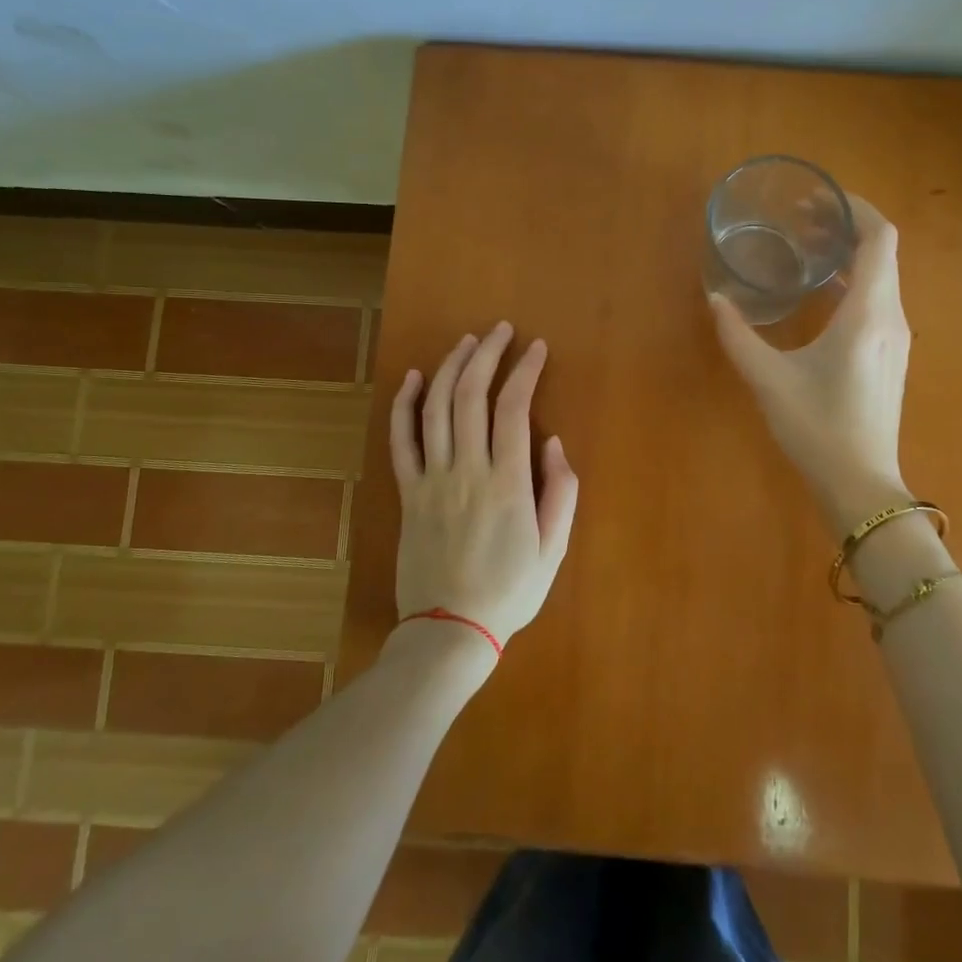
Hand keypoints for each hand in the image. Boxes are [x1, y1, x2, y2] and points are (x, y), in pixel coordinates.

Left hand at [387, 321, 579, 650]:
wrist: (448, 631)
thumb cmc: (510, 591)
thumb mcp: (553, 549)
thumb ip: (561, 493)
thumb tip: (554, 443)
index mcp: (507, 484)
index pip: (514, 408)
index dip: (525, 371)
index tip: (537, 348)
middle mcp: (466, 471)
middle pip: (470, 396)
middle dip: (486, 355)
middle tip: (500, 331)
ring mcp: (431, 480)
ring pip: (435, 408)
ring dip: (450, 368)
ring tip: (466, 343)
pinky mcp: (408, 493)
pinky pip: (401, 440)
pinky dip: (404, 404)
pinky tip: (413, 378)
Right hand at [710, 196, 912, 534]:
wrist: (860, 483)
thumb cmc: (817, 428)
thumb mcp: (768, 379)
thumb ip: (738, 336)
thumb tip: (716, 299)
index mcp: (868, 314)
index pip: (880, 238)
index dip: (857, 209)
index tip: (821, 200)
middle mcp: (891, 317)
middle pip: (882, 252)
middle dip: (847, 228)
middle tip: (802, 221)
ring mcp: (896, 338)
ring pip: (882, 277)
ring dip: (851, 256)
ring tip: (807, 251)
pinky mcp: (891, 355)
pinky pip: (879, 300)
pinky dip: (854, 282)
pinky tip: (821, 294)